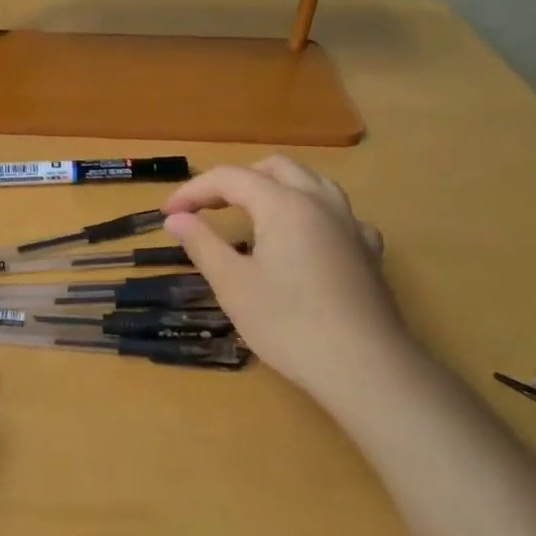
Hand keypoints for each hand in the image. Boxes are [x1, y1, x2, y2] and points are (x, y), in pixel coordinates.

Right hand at [162, 157, 410, 404]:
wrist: (364, 367)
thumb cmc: (288, 324)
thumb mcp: (233, 284)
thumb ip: (202, 243)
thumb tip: (175, 218)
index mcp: (284, 204)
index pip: (230, 178)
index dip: (193, 191)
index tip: (166, 214)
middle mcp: (321, 203)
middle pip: (275, 168)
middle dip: (235, 180)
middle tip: (207, 208)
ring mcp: (351, 226)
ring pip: (312, 183)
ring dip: (275, 188)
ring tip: (252, 213)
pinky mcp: (368, 252)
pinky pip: (337, 214)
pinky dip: (310, 213)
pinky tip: (304, 239)